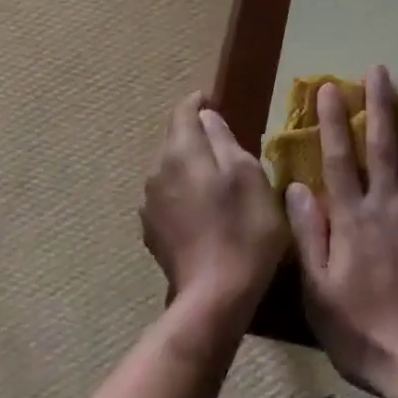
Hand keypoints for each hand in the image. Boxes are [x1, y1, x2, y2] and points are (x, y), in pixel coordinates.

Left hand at [142, 93, 287, 313]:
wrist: (215, 297)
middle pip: (175, 140)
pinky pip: (168, 198)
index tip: (214, 101)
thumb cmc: (243, 228)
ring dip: (191, 169)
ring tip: (218, 184)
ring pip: (171, 170)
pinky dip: (185, 196)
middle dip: (197, 137)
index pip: (183, 110)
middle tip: (227, 148)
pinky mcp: (151, 231)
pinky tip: (205, 214)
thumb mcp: (248, 174)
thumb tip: (207, 116)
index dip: (199, 102)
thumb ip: (224, 139)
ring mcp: (149, 203)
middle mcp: (156, 170)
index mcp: (180, 150)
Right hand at [285, 65, 397, 394]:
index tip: (330, 87)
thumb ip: (308, 236)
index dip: (334, 121)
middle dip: (380, 104)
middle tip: (379, 70)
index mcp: (353, 219)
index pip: (340, 158)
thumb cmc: (364, 331)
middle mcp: (389, 205)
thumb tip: (295, 186)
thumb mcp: (318, 292)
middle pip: (385, 145)